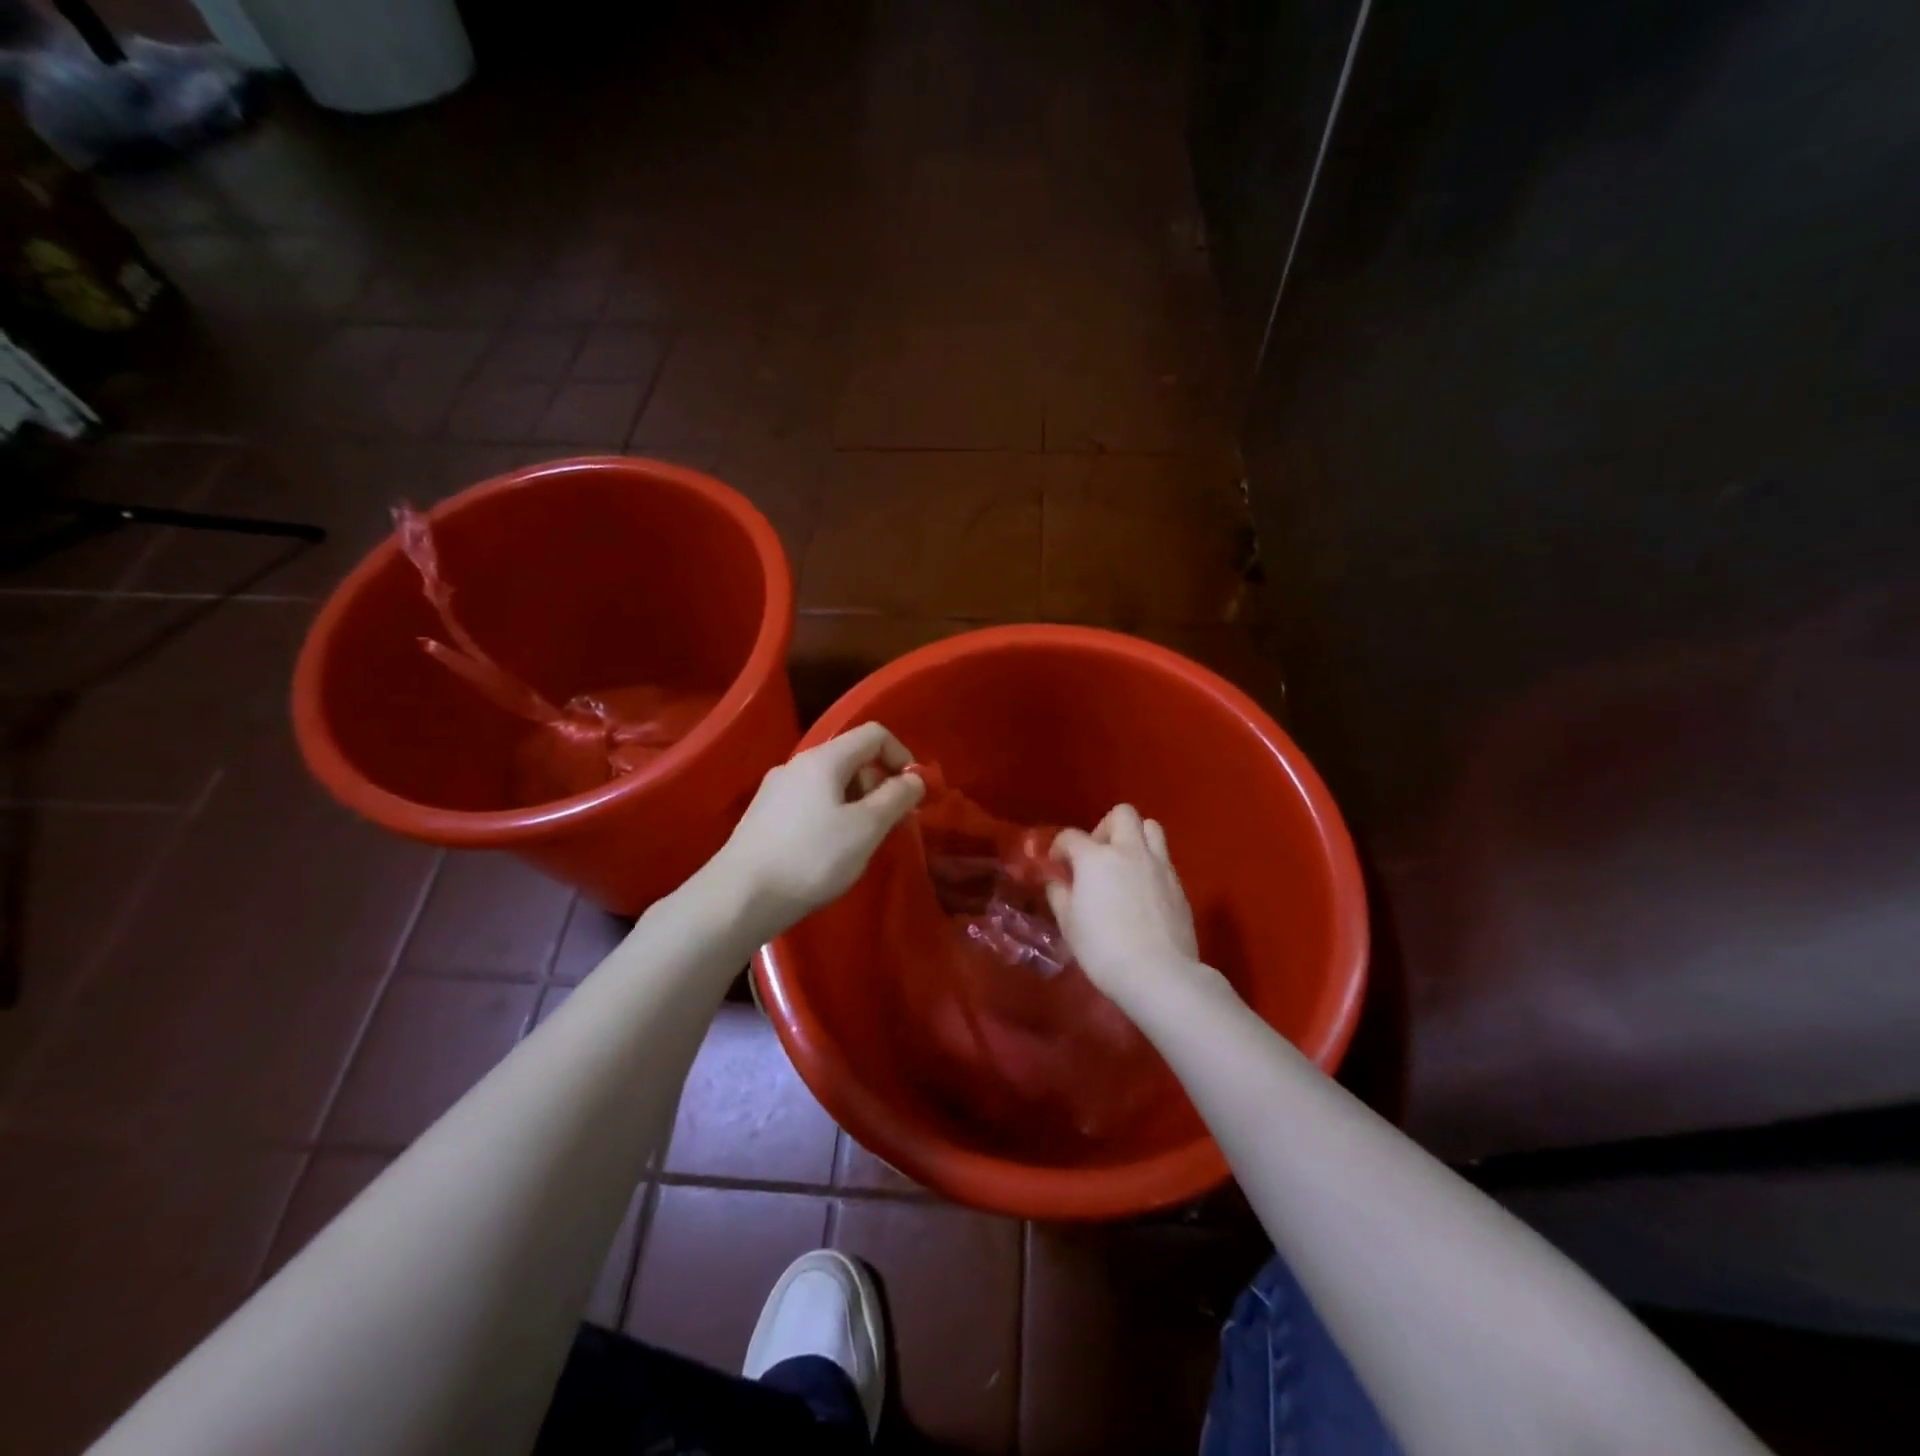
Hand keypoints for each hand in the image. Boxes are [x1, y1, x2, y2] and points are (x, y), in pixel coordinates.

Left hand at [720, 722, 924, 934]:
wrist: (739, 897)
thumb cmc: (811, 858)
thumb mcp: (866, 828)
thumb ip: (896, 798)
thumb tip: (915, 778)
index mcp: (824, 759)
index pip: (873, 734)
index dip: (901, 756)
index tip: (912, 793)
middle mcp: (797, 765)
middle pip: (852, 758)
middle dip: (880, 785)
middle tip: (891, 824)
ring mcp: (776, 790)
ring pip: (831, 784)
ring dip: (858, 804)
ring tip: (862, 843)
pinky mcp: (764, 816)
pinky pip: (811, 803)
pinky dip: (833, 816)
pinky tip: (830, 852)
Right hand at [1047, 805, 1204, 1004]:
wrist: (1158, 973)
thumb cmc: (1103, 949)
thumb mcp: (1069, 924)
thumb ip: (1059, 895)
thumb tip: (1057, 880)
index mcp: (1096, 858)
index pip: (1071, 836)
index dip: (1060, 847)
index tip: (1057, 864)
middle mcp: (1129, 851)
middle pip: (1122, 814)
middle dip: (1105, 828)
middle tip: (1097, 855)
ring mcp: (1159, 865)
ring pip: (1151, 827)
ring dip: (1134, 837)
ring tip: (1124, 864)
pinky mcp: (1178, 883)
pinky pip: (1163, 858)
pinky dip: (1150, 863)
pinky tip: (1142, 890)